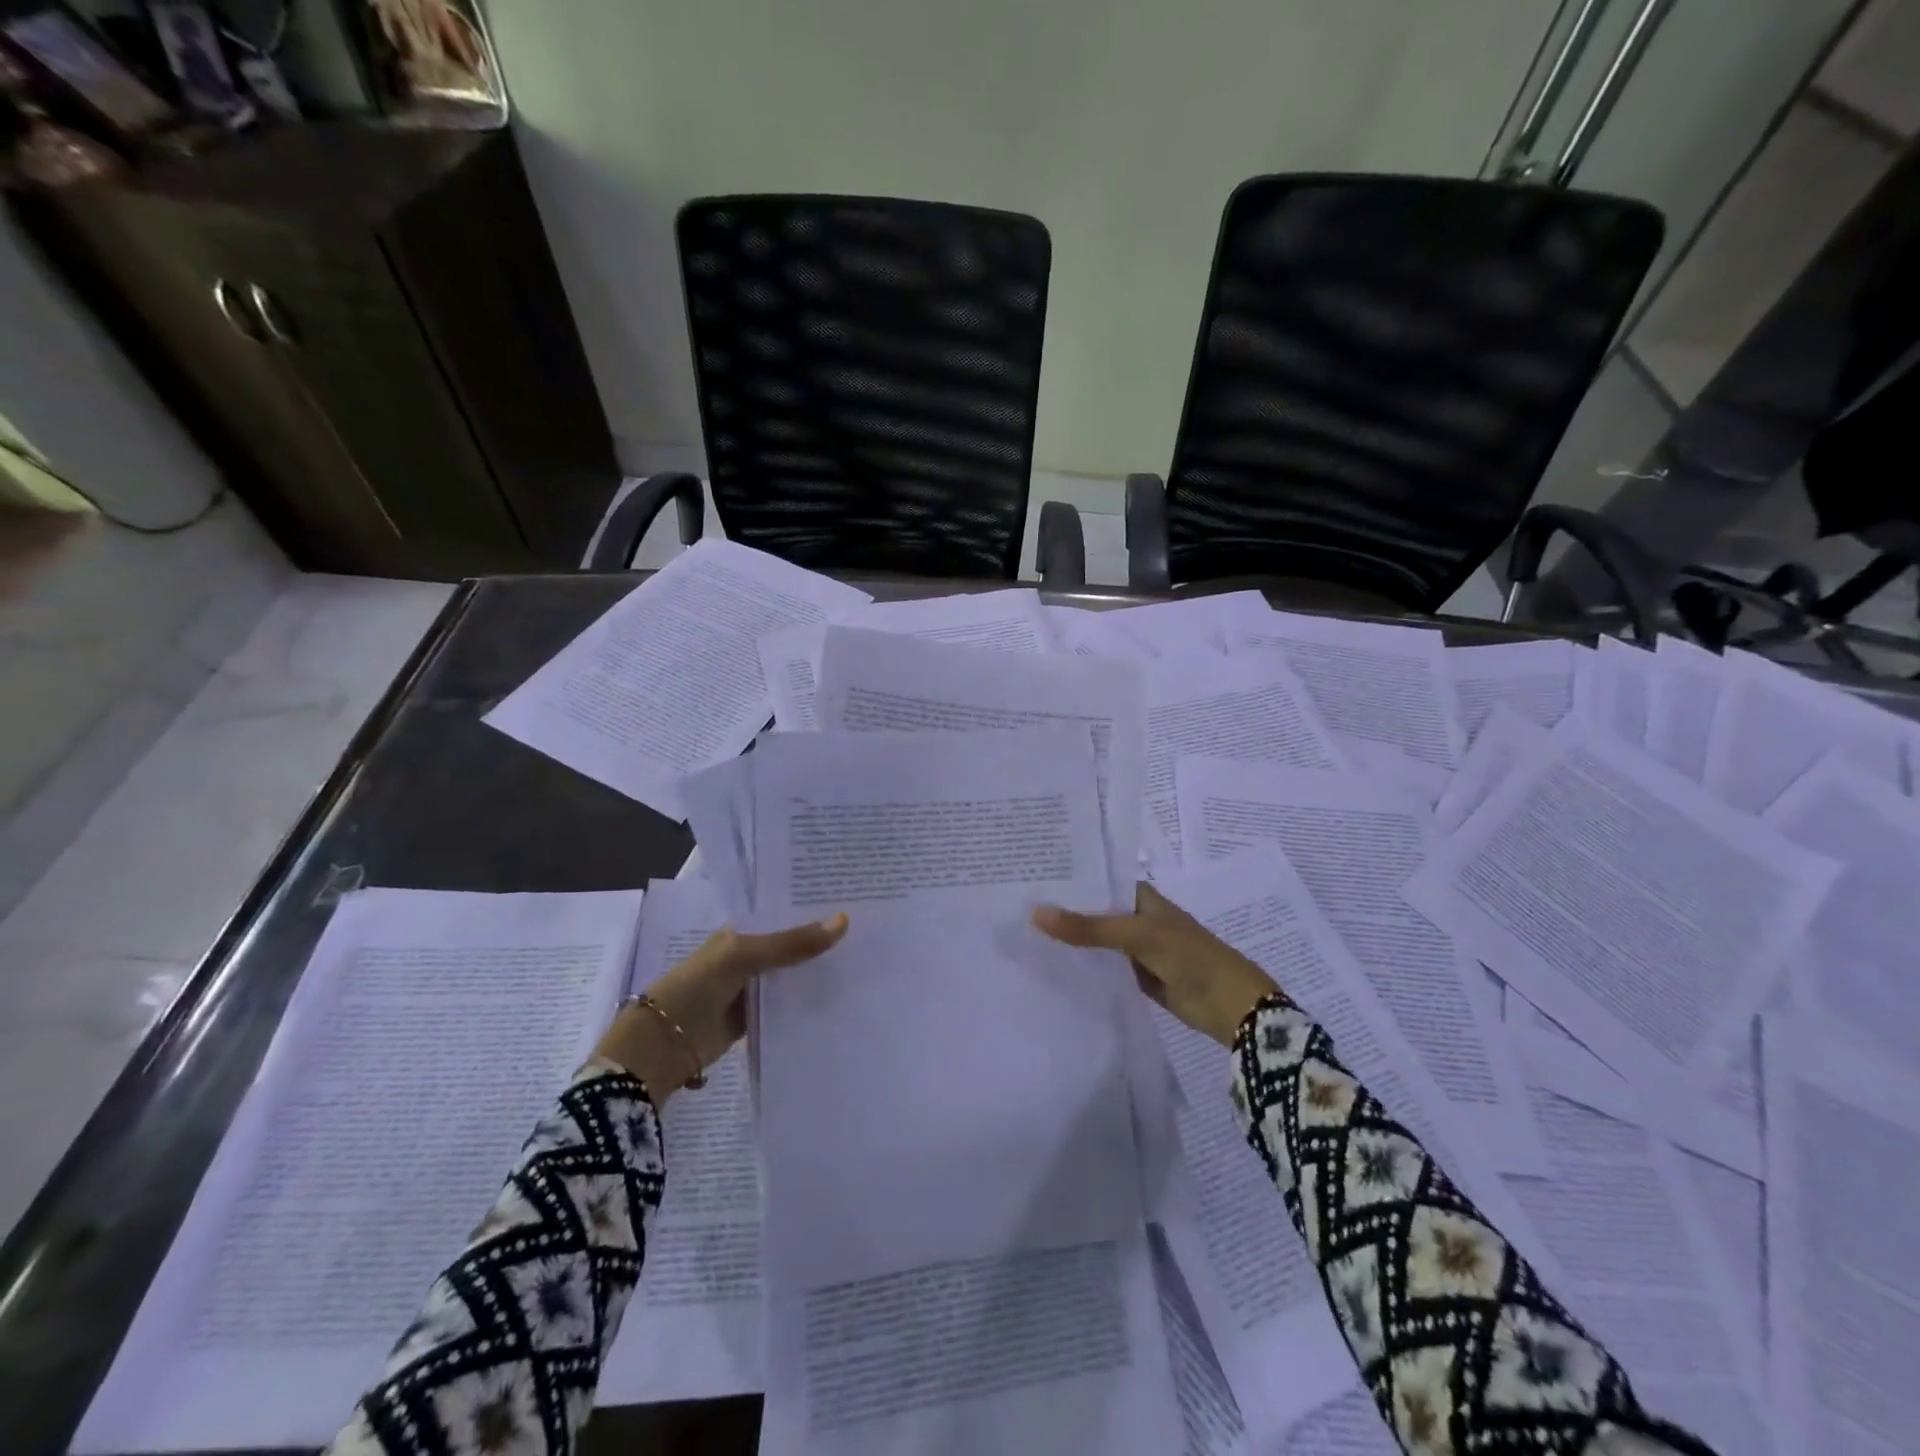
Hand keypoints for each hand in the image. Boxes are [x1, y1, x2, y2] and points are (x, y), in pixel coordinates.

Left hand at [595, 914, 848, 1099]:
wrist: (662, 1046)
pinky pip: (790, 1003)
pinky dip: (811, 999)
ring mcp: (754, 987)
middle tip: (870, 927)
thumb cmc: (696, 987)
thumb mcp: (744, 956)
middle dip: (823, 938)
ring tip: (868, 956)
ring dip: (820, 969)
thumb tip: (844, 921)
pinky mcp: (758, 1017)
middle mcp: (750, 954)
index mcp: (742, 930)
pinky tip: (844, 993)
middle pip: (793, 943)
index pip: (784, 911)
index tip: (854, 897)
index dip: (813, 905)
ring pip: (795, 973)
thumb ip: (792, 943)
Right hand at [1032, 883, 1281, 1046]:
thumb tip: (1036, 913)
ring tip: (1022, 933)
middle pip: (1094, 911)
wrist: (1232, 1007)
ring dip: (1071, 940)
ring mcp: (1136, 948)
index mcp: (1140, 896)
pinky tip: (1050, 964)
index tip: (1029, 878)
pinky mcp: (1136, 976)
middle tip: (1016, 907)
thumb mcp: (1137, 936)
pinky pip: (1103, 966)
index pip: (1097, 881)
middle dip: (1063, 911)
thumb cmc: (1190, 957)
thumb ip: (1088, 928)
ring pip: (1096, 940)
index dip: (1068, 880)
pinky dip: (1083, 965)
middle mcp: (1136, 917)